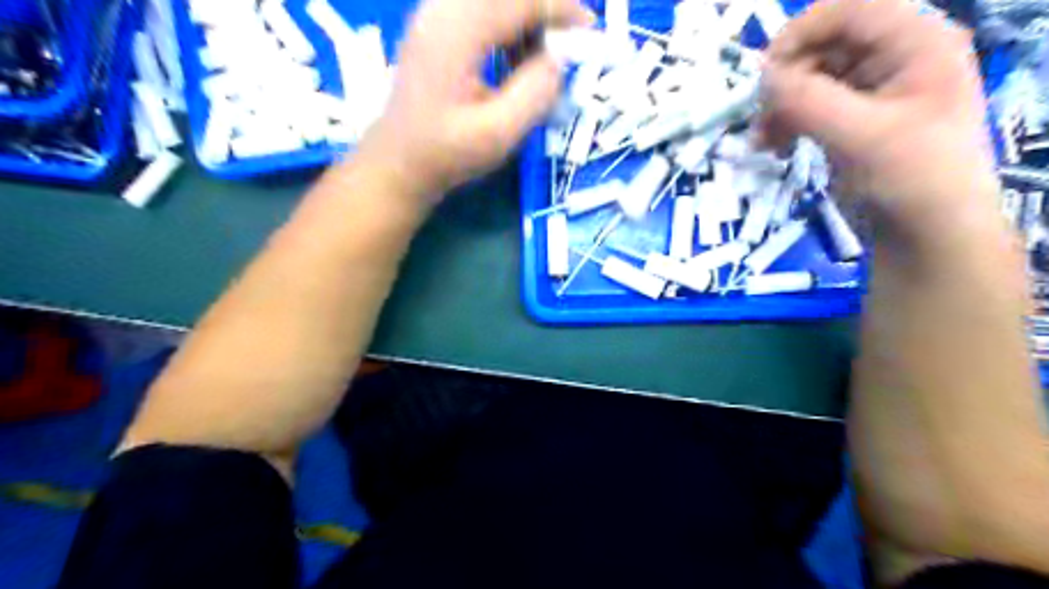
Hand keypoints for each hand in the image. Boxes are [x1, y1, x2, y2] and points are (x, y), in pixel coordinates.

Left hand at [353, 0, 593, 204]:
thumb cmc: (446, 154)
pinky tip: (515, 60)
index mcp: (456, 33)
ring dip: (526, 20)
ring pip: (494, 0)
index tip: (590, 28)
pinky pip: (481, 11)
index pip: (519, 0)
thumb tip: (560, 59)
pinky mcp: (435, 27)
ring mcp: (434, 15)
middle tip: (567, 46)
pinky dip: (508, 27)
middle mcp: (442, 10)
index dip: (561, 7)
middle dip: (544, 10)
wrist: (398, 163)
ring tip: (540, 61)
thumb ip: (535, 92)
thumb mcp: (498, 133)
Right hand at [759, 0, 993, 237]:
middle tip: (760, 116)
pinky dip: (788, 122)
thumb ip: (808, 100)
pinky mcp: (854, 120)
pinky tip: (774, 146)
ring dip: (782, 105)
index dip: (801, 32)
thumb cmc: (910, 178)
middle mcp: (896, 57)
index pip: (850, 11)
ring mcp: (873, 91)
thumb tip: (762, 77)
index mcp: (916, 43)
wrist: (927, 234)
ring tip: (762, 140)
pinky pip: (812, 106)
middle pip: (825, 45)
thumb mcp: (860, 136)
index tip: (763, 72)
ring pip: (813, 78)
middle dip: (786, 79)